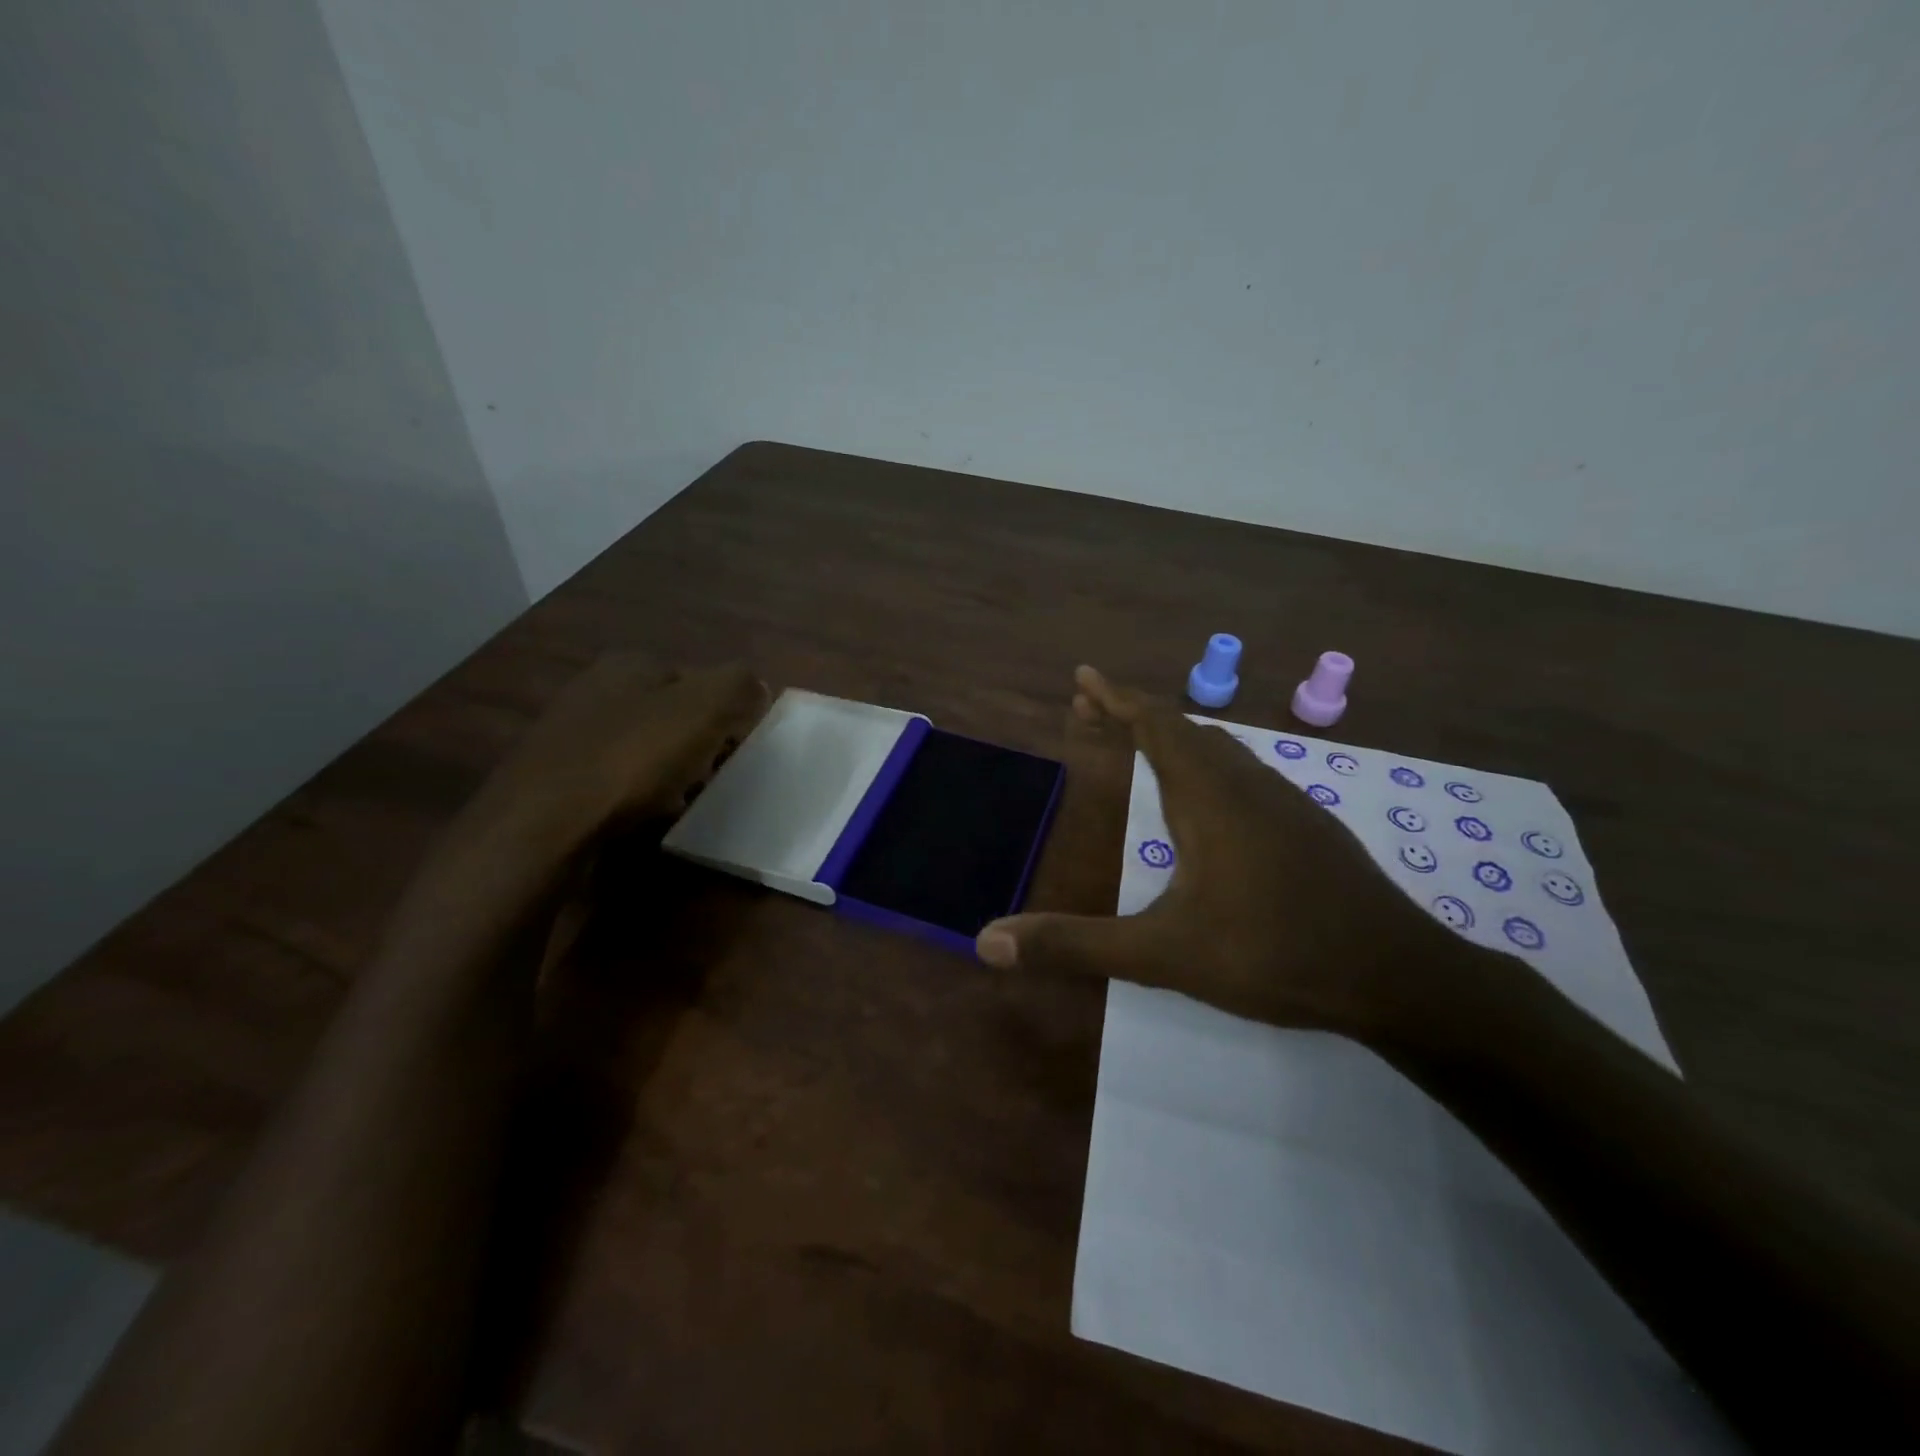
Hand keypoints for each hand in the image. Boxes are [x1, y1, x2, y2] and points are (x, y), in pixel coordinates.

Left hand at [474, 657, 769, 848]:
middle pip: (672, 714)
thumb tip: (755, 686)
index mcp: (630, 663)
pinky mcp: (557, 775)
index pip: (699, 679)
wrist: (543, 822)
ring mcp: (571, 732)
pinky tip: (647, 813)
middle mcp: (596, 688)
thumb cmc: (631, 757)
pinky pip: (617, 777)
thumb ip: (738, 685)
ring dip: (671, 770)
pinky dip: (639, 792)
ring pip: (645, 746)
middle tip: (712, 775)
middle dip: (698, 743)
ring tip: (685, 799)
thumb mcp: (703, 707)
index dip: (726, 713)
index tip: (736, 748)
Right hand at [974, 666, 1468, 1036]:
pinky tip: (1207, 803)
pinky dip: (1207, 765)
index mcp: (1210, 797)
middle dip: (1134, 715)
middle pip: (1183, 729)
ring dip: (1174, 739)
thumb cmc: (1274, 954)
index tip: (1085, 676)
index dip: (1117, 697)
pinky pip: (1245, 774)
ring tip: (1140, 746)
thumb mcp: (1163, 954)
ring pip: (1220, 750)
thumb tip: (988, 941)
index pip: (1156, 725)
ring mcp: (1286, 803)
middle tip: (1093, 713)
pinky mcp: (1309, 827)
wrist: (1398, 977)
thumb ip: (1076, 945)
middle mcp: (1247, 785)